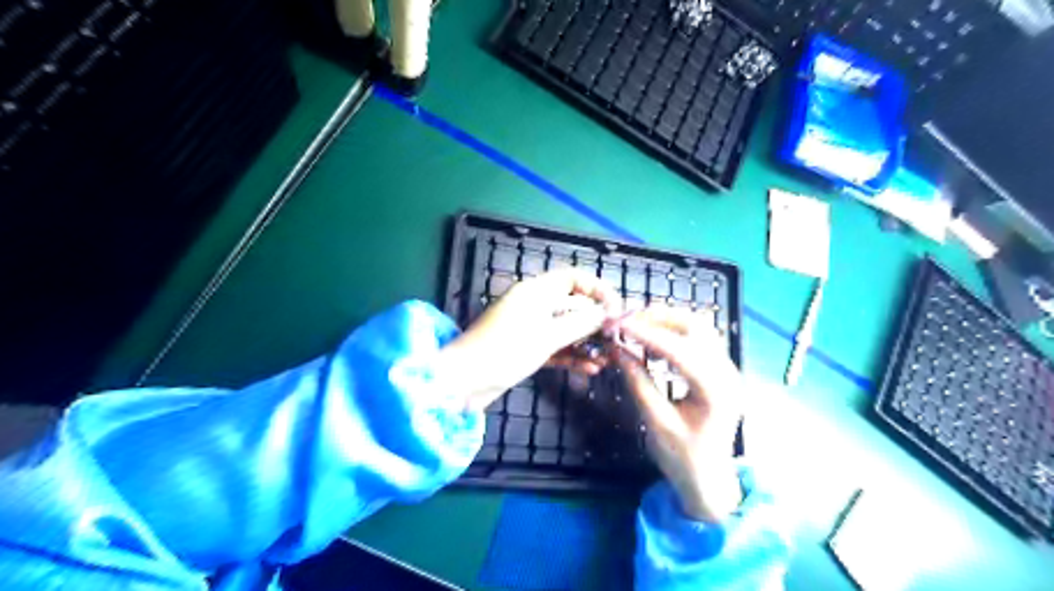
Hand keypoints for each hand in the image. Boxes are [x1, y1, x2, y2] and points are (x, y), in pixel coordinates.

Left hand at [435, 268, 619, 410]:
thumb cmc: (505, 351)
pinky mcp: (526, 348)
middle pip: (572, 304)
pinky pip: (555, 346)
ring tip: (608, 357)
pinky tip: (591, 369)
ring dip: (586, 342)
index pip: (573, 278)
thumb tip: (608, 312)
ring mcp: (529, 327)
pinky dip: (571, 356)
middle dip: (595, 320)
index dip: (597, 289)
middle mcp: (533, 305)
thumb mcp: (547, 336)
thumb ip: (581, 323)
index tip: (616, 309)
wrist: (464, 382)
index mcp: (535, 291)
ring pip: (565, 328)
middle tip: (617, 337)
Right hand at [620, 305, 739, 521]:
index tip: (617, 325)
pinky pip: (697, 337)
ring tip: (634, 324)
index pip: (678, 349)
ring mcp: (726, 367)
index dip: (646, 333)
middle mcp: (727, 372)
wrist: (710, 479)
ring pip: (697, 326)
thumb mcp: (655, 422)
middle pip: (694, 326)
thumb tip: (617, 349)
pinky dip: (672, 331)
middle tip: (624, 320)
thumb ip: (638, 382)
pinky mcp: (719, 368)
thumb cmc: (682, 458)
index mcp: (715, 390)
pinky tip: (650, 337)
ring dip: (664, 320)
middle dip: (657, 318)